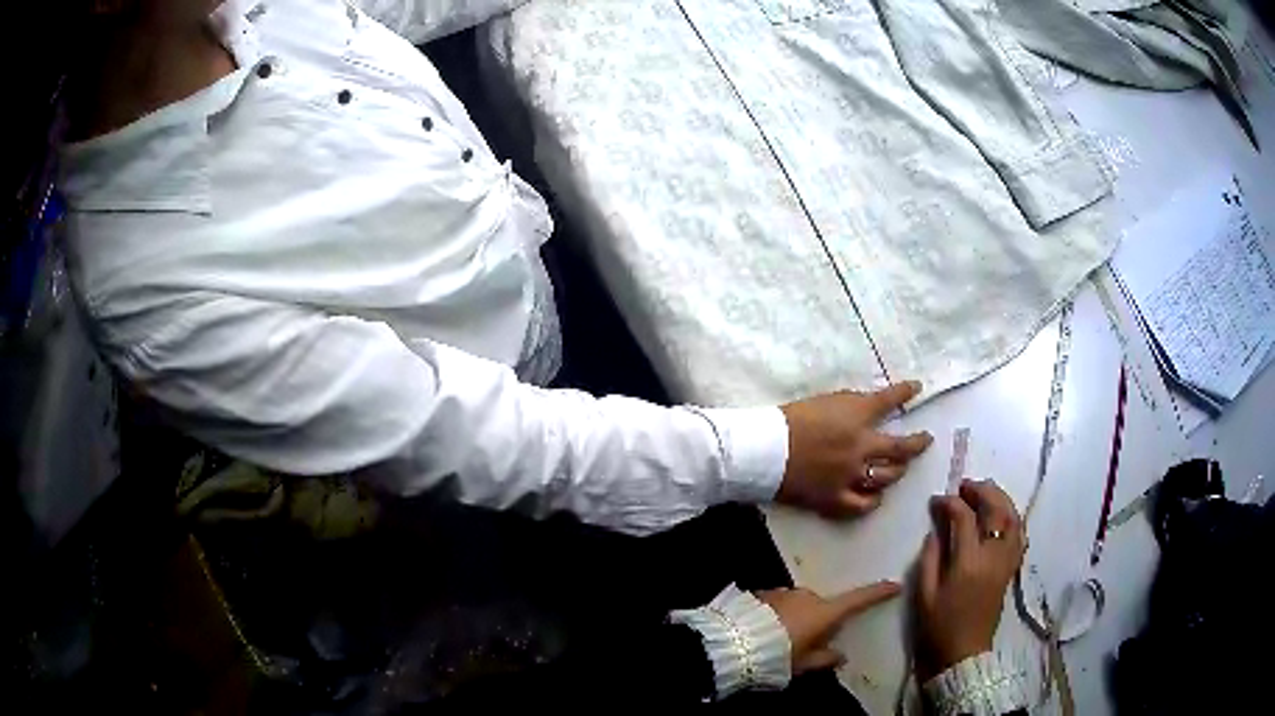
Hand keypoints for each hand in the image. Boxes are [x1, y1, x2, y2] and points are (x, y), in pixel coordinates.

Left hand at [758, 581, 901, 673]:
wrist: (732, 642)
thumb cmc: (776, 656)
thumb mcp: (803, 664)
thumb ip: (825, 659)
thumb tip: (841, 655)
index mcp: (823, 612)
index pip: (857, 600)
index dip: (877, 593)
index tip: (895, 585)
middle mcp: (807, 596)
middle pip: (822, 606)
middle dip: (819, 621)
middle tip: (805, 644)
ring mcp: (784, 592)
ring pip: (799, 604)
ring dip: (796, 617)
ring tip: (779, 640)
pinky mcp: (763, 593)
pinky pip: (779, 604)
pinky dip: (778, 615)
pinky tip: (764, 631)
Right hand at [778, 382, 932, 517]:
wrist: (763, 450)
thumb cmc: (788, 419)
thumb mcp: (822, 401)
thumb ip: (849, 405)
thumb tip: (866, 408)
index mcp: (856, 416)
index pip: (890, 400)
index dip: (906, 392)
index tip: (916, 387)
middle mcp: (862, 447)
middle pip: (901, 447)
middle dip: (918, 443)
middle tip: (925, 440)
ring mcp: (851, 475)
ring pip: (888, 477)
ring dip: (898, 471)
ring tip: (900, 468)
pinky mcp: (836, 498)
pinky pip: (864, 505)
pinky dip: (874, 500)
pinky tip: (876, 496)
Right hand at [914, 479, 1025, 680]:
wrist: (963, 654)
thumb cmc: (938, 627)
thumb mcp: (924, 595)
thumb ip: (930, 558)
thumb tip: (936, 530)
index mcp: (968, 563)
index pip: (964, 518)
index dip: (950, 503)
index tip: (937, 501)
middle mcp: (993, 557)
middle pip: (997, 511)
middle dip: (982, 491)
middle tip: (965, 486)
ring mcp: (1006, 562)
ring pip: (1013, 519)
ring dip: (1000, 499)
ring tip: (985, 492)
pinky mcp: (1011, 570)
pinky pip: (1019, 536)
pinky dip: (1012, 519)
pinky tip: (1001, 516)